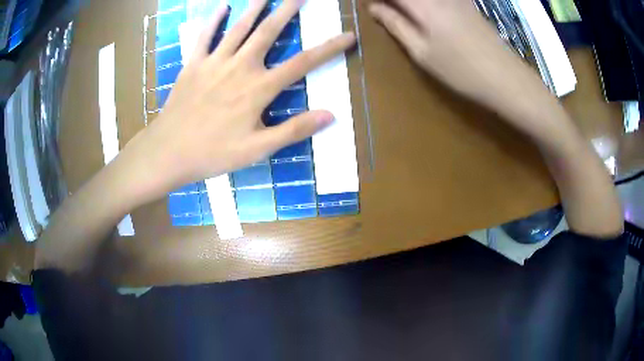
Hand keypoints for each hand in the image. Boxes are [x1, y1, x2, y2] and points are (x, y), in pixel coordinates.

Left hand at [121, 0, 355, 201]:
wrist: (168, 152)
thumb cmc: (213, 153)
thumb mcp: (257, 149)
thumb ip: (294, 130)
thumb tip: (330, 115)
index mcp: (258, 88)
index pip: (302, 63)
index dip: (329, 48)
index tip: (348, 36)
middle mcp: (239, 67)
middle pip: (268, 32)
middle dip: (288, 10)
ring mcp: (214, 62)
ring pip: (239, 28)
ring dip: (255, 7)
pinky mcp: (193, 64)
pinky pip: (205, 37)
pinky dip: (214, 20)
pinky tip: (222, 7)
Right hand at [368, 0, 544, 111]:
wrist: (504, 77)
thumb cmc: (460, 70)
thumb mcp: (422, 53)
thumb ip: (396, 25)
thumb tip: (374, 8)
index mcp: (422, 5)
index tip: (371, 6)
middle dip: (394, 1)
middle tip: (385, 9)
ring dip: (409, 2)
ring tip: (402, 12)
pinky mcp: (466, 3)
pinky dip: (426, 3)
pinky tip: (424, 10)